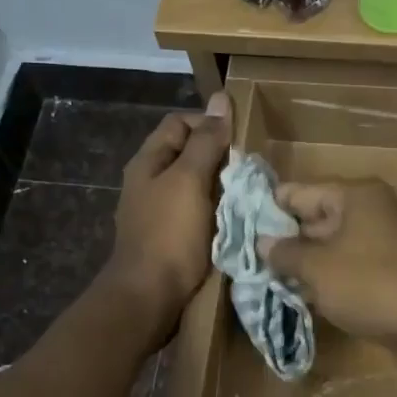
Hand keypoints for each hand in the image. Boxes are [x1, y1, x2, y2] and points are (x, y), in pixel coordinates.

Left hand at [103, 93, 231, 340]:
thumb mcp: (189, 181)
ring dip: (219, 186)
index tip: (238, 140)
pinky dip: (215, 211)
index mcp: (149, 162)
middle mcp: (149, 181)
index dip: (209, 123)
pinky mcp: (169, 237)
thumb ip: (206, 142)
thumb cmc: (169, 234)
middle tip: (247, 169)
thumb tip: (220, 99)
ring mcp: (157, 211)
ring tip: (246, 193)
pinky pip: (195, 212)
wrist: (149, 296)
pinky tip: (232, 220)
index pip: (180, 124)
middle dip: (218, 156)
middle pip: (187, 153)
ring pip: (194, 184)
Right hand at [259, 180, 396, 383]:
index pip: (299, 192)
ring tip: (265, 280)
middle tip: (246, 259)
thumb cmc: (372, 286)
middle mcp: (372, 212)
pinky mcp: (392, 275)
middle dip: (285, 240)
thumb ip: (286, 253)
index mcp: (356, 196)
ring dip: (305, 265)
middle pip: (316, 219)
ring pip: (332, 248)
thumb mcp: (318, 269)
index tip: (238, 227)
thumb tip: (263, 242)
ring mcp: (385, 245)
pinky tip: (302, 298)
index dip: (268, 208)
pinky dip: (328, 281)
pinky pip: (350, 271)